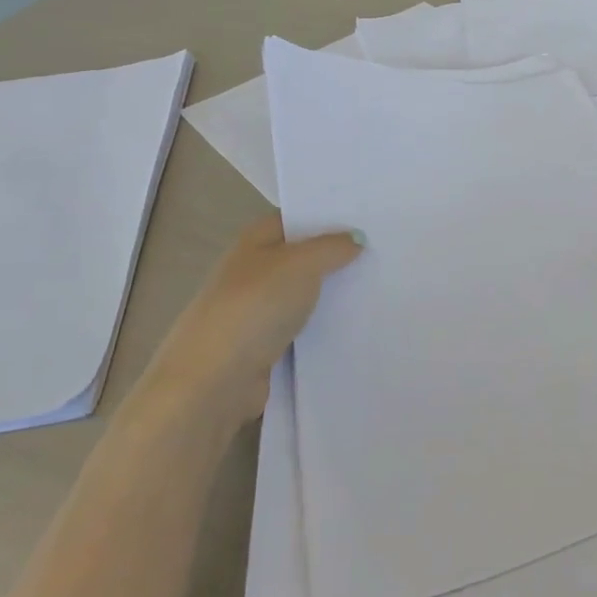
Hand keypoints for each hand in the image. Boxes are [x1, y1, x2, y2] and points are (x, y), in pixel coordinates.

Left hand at [137, 213, 363, 421]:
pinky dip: (324, 325)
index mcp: (254, 241)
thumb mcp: (301, 264)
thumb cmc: (255, 307)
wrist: (214, 380)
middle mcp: (253, 271)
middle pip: (301, 256)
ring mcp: (256, 310)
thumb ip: (332, 247)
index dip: (328, 216)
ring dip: (332, 293)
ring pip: (304, 294)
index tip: (368, 219)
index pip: (295, 218)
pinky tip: (355, 324)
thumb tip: (356, 239)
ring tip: (379, 285)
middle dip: (336, 255)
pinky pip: (302, 327)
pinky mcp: (264, 346)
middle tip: (382, 251)